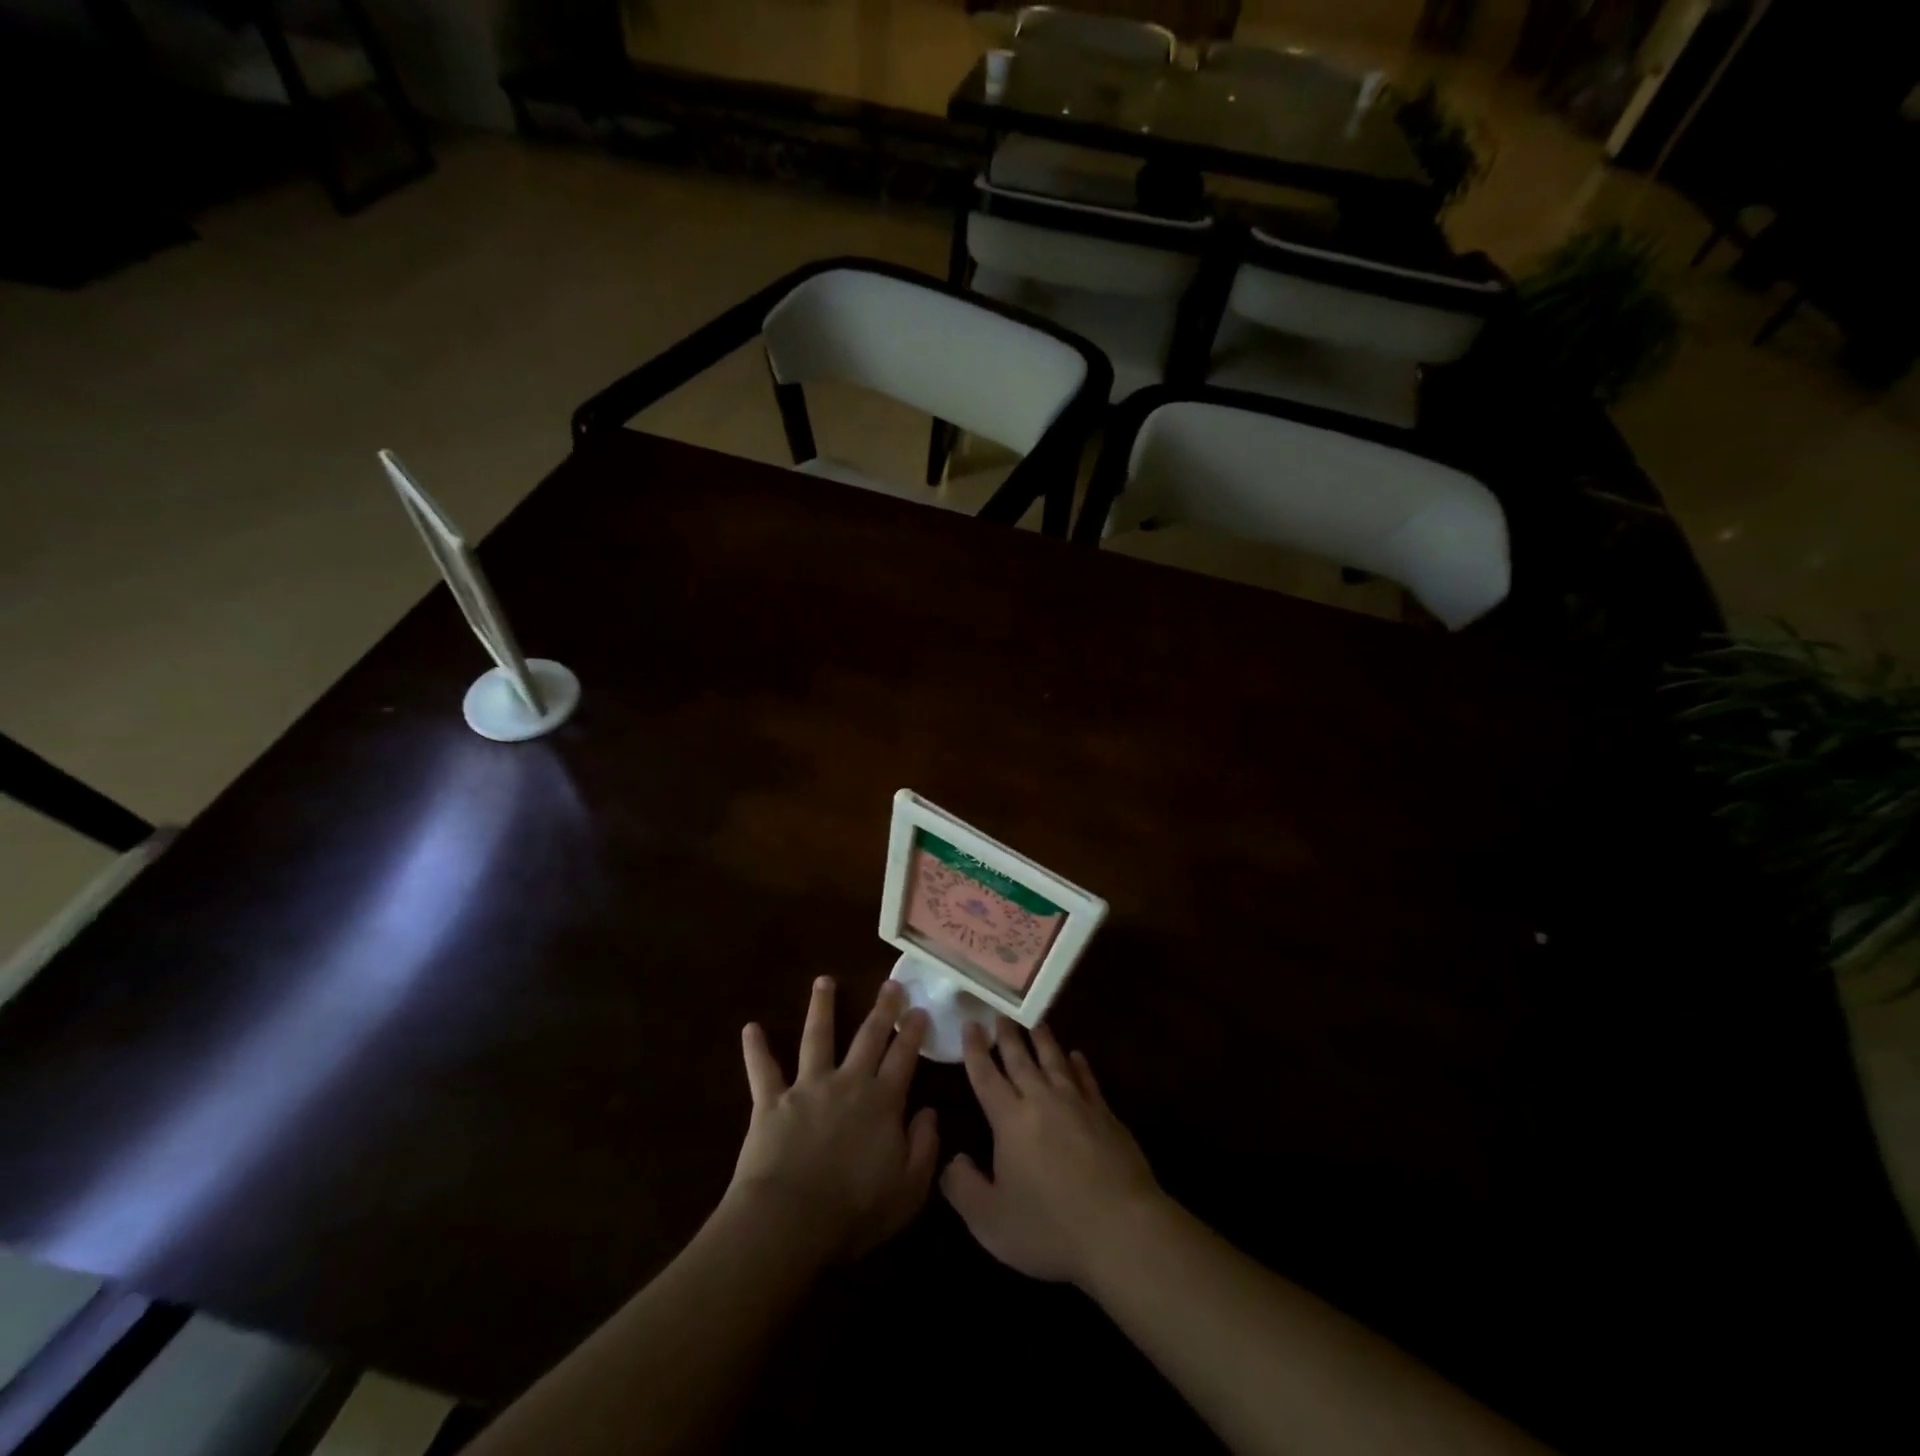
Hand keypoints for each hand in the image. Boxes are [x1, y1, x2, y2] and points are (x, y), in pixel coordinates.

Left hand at [728, 977, 938, 1263]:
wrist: (789, 1222)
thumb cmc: (854, 1212)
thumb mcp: (908, 1190)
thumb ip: (924, 1147)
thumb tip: (930, 1112)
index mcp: (882, 1102)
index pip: (903, 1057)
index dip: (913, 1032)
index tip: (919, 1009)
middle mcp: (847, 1083)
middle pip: (868, 1037)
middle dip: (882, 1009)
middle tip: (890, 983)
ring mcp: (807, 1087)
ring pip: (817, 1037)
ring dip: (821, 1007)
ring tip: (824, 981)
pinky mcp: (771, 1101)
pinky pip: (763, 1070)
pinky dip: (756, 1049)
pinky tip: (750, 1028)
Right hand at [942, 1018, 1163, 1286]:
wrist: (1121, 1229)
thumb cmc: (1049, 1227)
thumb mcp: (991, 1220)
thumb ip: (963, 1188)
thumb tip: (951, 1159)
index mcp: (1010, 1120)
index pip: (986, 1076)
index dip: (975, 1050)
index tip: (970, 1024)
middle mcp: (1042, 1100)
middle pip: (1021, 1059)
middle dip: (1007, 1035)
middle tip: (1000, 1012)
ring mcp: (1077, 1104)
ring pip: (1055, 1061)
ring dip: (1043, 1039)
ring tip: (1034, 1021)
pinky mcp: (1106, 1115)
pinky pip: (1087, 1080)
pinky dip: (1079, 1065)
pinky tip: (1076, 1056)